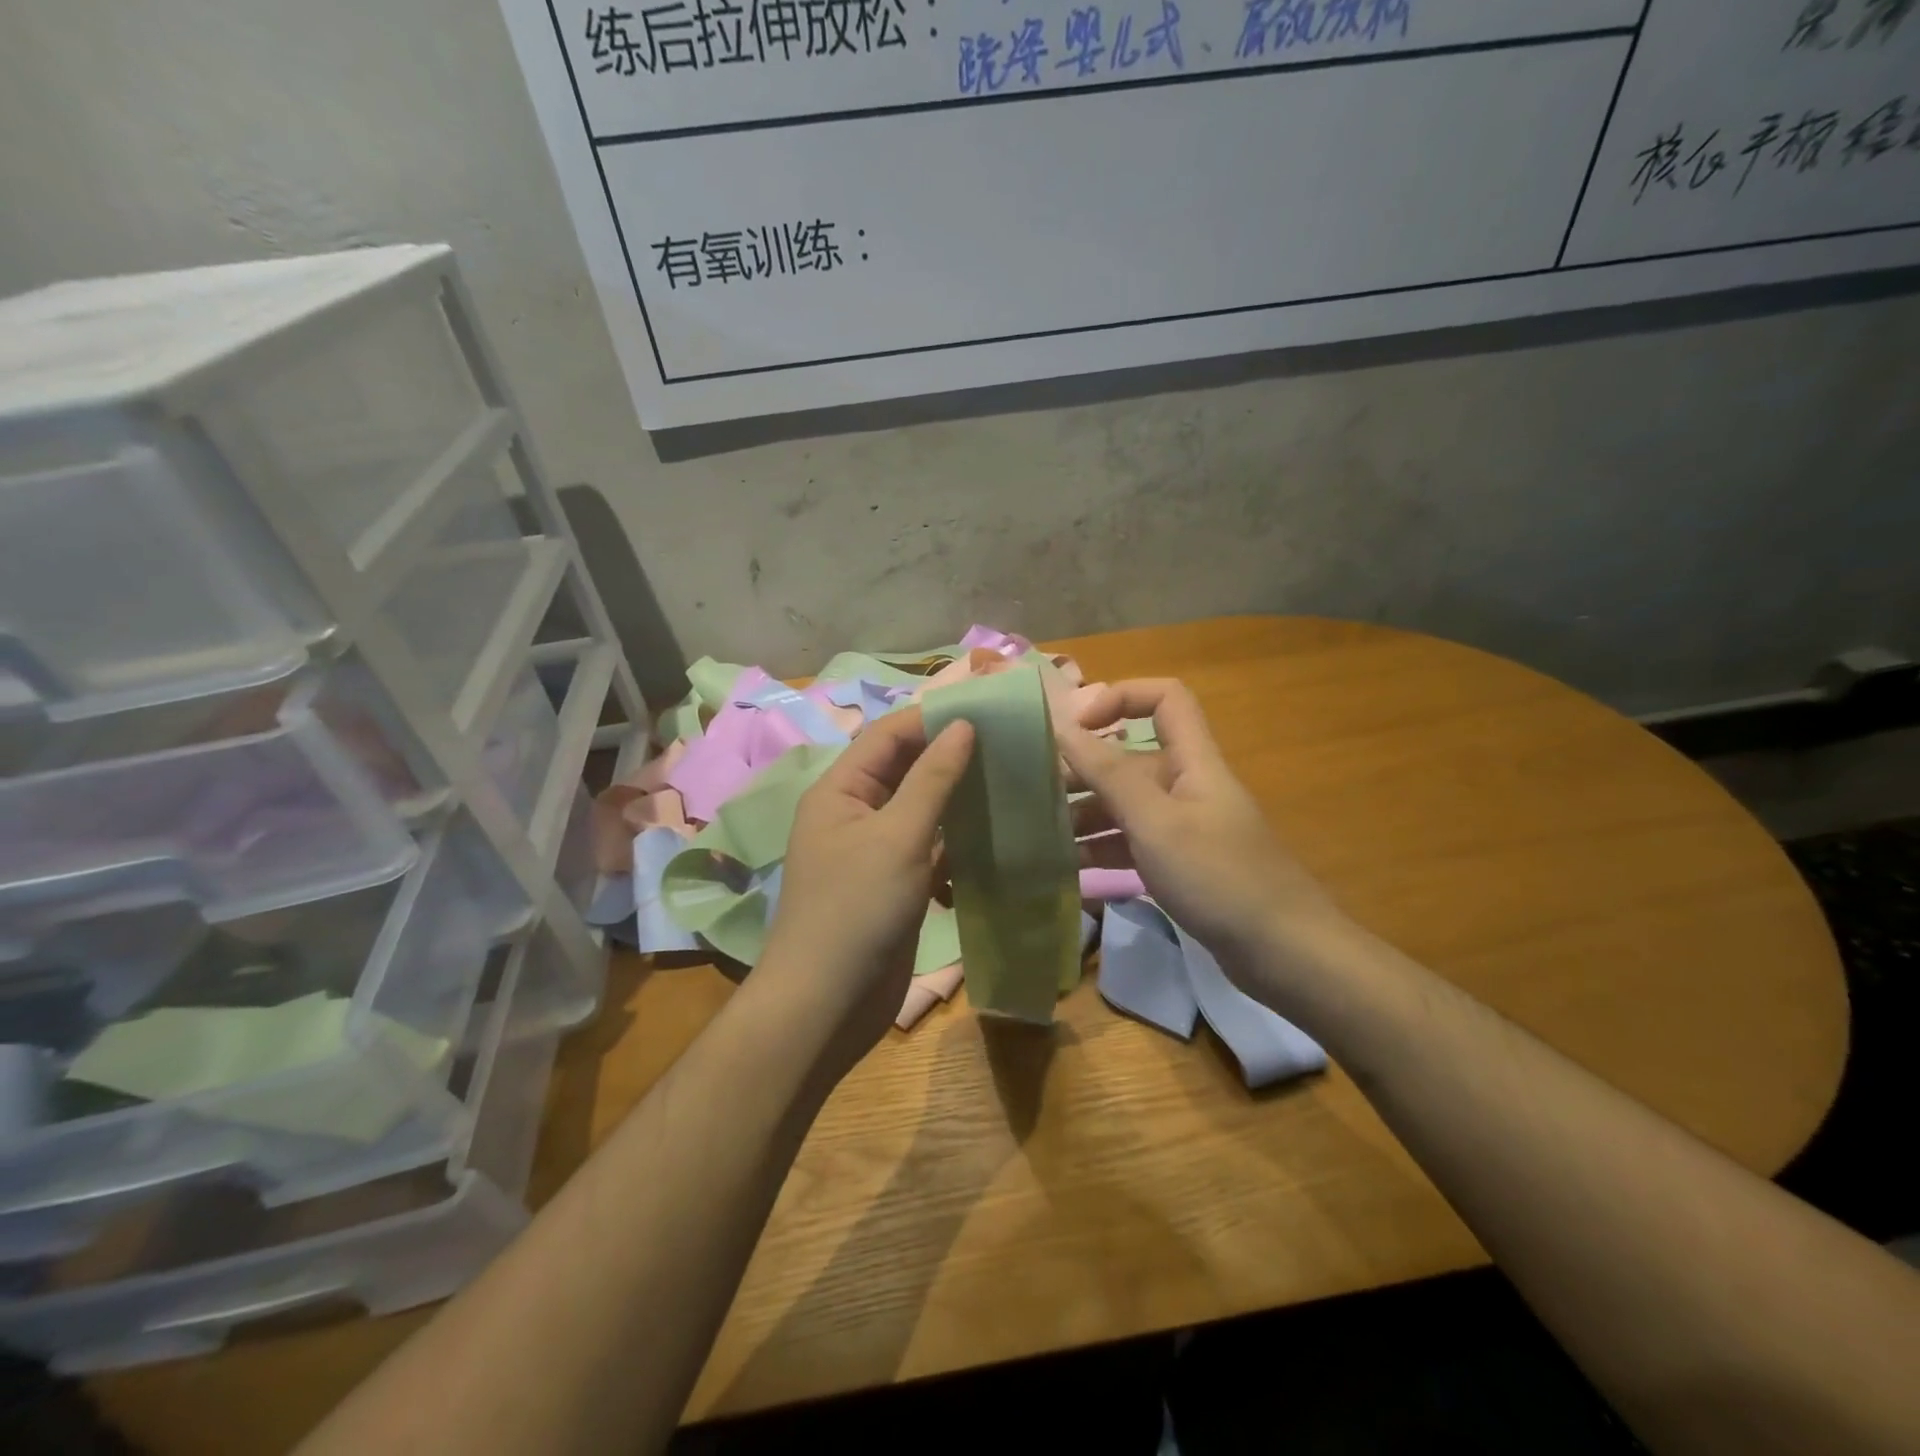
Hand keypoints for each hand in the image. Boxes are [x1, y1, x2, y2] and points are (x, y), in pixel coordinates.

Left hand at [757, 708, 973, 1069]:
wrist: (827, 1005)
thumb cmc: (856, 910)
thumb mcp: (897, 837)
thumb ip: (933, 779)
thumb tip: (963, 724)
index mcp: (841, 790)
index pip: (889, 735)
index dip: (934, 718)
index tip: (988, 710)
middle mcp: (855, 812)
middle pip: (906, 768)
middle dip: (951, 755)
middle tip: (1009, 744)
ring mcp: (875, 850)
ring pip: (922, 808)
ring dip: (959, 797)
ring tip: (1011, 780)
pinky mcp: (895, 883)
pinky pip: (930, 846)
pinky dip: (958, 839)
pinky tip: (996, 833)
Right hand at [1062, 680, 1346, 984]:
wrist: (1283, 954)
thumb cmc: (1218, 876)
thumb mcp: (1156, 821)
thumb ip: (1108, 773)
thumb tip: (1062, 725)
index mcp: (1191, 760)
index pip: (1164, 698)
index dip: (1120, 697)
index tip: (1074, 727)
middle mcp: (1186, 785)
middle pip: (1130, 758)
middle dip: (1083, 770)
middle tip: (1033, 794)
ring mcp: (1183, 828)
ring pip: (1125, 806)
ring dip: (1085, 815)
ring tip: (1041, 836)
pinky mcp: (1180, 865)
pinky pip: (1132, 844)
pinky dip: (1102, 851)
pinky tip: (1068, 872)